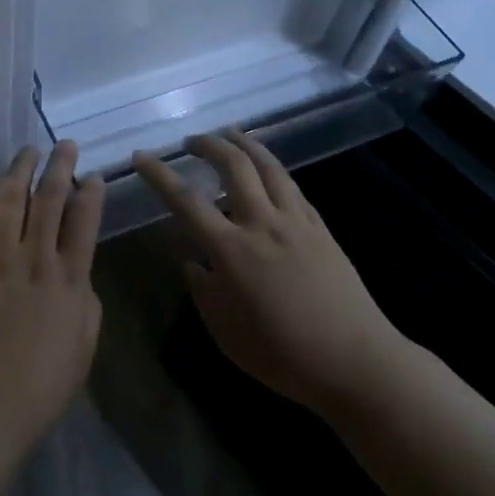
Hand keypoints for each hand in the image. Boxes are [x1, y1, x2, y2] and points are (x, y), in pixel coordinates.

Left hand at [0, 141, 105, 456]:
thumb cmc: (43, 384)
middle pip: (48, 199)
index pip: (84, 219)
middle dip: (58, 166)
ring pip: (9, 201)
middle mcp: (35, 260)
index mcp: (70, 279)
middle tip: (63, 146)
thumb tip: (77, 268)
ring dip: (19, 171)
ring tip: (27, 152)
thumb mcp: (85, 341)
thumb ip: (84, 296)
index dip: (91, 192)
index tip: (92, 176)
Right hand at [135, 132, 393, 416]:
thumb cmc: (281, 354)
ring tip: (230, 135)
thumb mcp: (224, 330)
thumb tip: (191, 259)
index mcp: (231, 250)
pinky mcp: (320, 228)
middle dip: (208, 145)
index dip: (160, 174)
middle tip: (191, 141)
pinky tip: (268, 170)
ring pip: (269, 166)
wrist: (353, 360)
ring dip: (245, 144)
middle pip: (233, 167)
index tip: (142, 156)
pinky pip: (292, 186)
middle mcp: (262, 224)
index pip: (186, 200)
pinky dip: (273, 168)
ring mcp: (296, 222)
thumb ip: (202, 287)